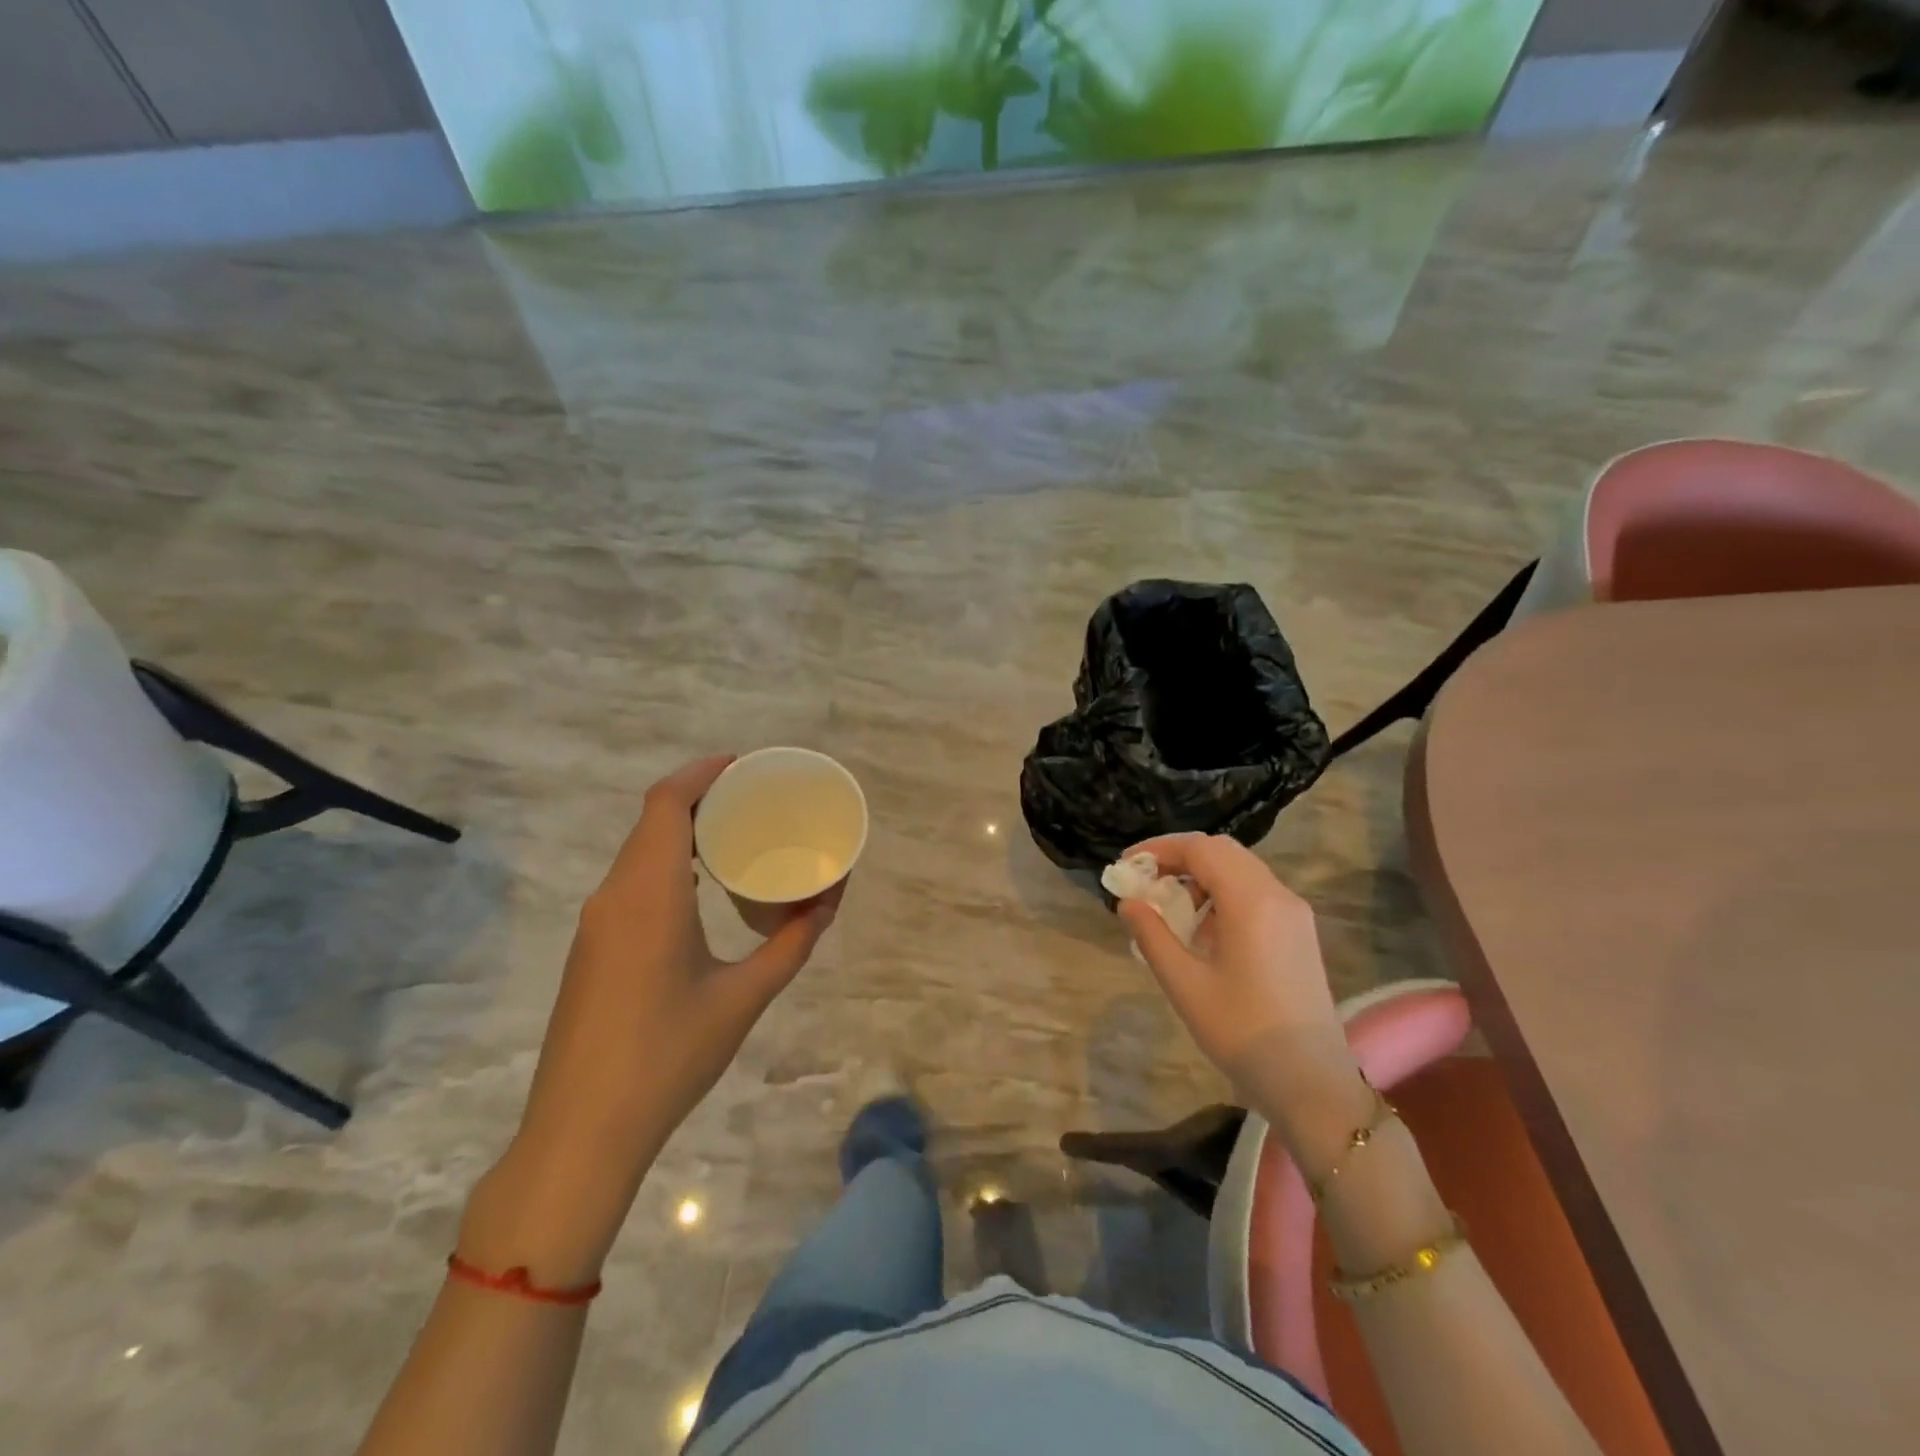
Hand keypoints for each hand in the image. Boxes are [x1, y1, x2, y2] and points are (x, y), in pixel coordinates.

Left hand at [466, 756, 837, 1281]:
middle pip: (653, 820)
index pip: (666, 803)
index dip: (703, 772)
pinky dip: (668, 863)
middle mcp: (614, 896)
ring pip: (639, 851)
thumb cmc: (668, 1057)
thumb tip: (831, 899)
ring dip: (684, 831)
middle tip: (756, 799)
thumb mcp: (744, 998)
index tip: (747, 766)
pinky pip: (631, 881)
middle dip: (703, 797)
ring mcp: (597, 923)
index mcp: (649, 895)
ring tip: (738, 836)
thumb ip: (792, 943)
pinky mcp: (592, 947)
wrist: (581, 1133)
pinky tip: (702, 888)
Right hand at [1118, 834, 1369, 1171]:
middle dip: (1179, 857)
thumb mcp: (1184, 983)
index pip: (1200, 849)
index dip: (1159, 849)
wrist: (1312, 1084)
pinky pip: (1255, 892)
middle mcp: (1278, 895)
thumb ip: (1151, 935)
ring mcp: (1294, 913)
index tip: (1127, 866)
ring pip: (1240, 869)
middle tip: (1145, 881)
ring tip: (1169, 908)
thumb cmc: (1242, 1032)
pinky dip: (1222, 894)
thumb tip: (1128, 902)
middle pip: (1222, 851)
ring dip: (1201, 875)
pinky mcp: (1299, 932)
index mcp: (1252, 901)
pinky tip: (1202, 929)